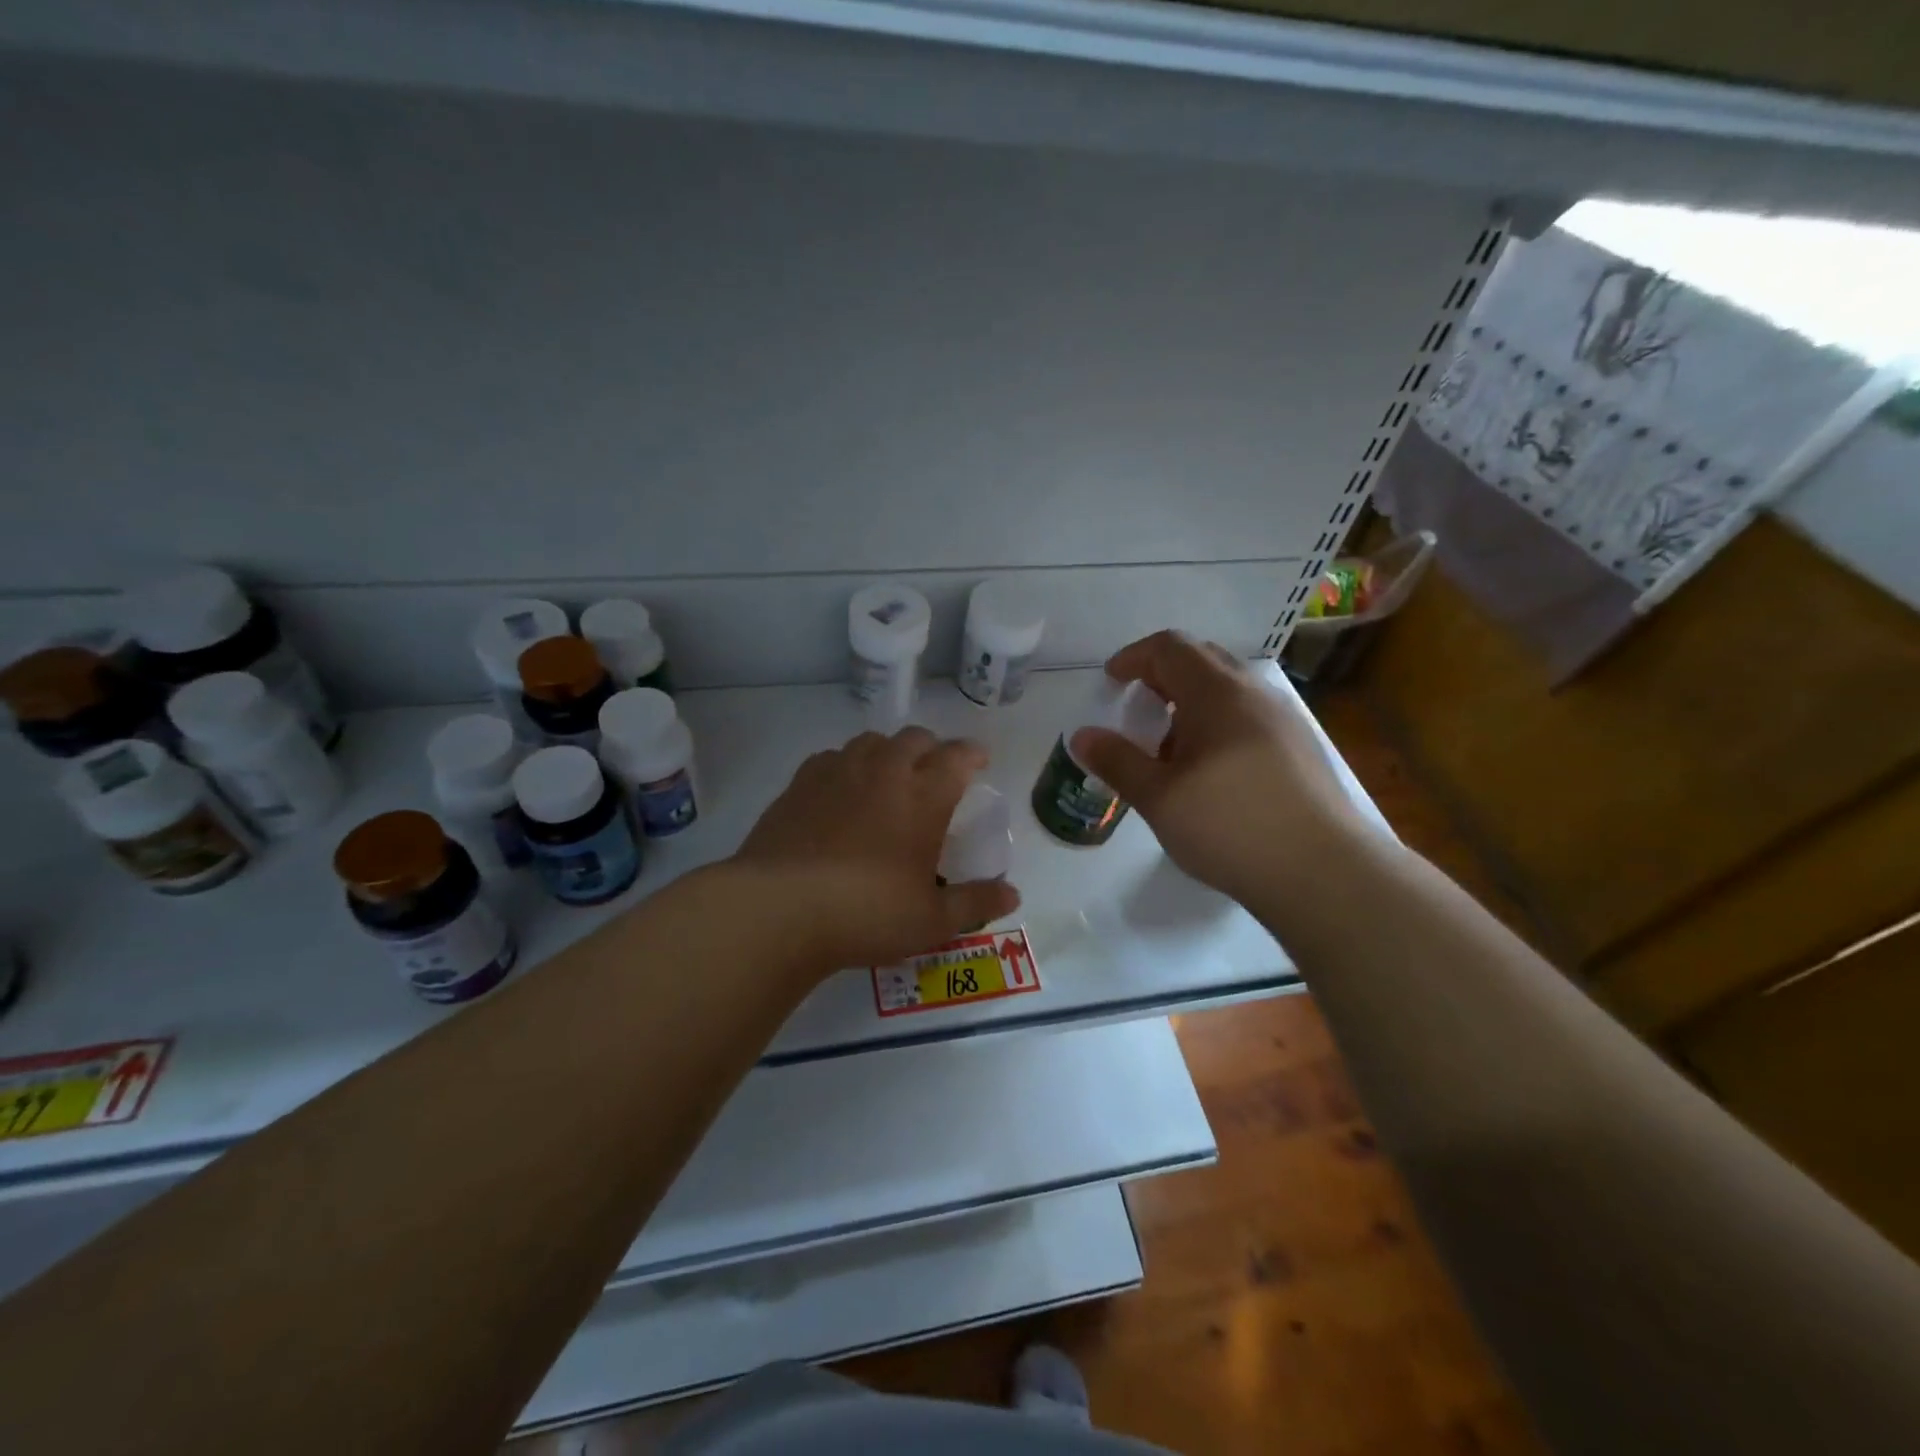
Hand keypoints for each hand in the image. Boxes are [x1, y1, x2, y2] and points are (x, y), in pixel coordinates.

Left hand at [733, 727, 1020, 969]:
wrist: (779, 908)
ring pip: (871, 741)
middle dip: (932, 749)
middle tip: (935, 772)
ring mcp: (837, 772)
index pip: (957, 756)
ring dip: (888, 751)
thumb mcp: (931, 920)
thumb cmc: (867, 913)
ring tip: (888, 776)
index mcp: (923, 795)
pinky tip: (841, 790)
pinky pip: (831, 758)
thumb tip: (1013, 896)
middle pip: (915, 738)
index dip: (972, 754)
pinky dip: (846, 765)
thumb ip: (975, 903)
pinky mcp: (799, 783)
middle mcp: (883, 770)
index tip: (978, 761)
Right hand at [1070, 631, 1375, 903]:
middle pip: (1202, 660)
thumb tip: (1082, 736)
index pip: (1170, 647)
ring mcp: (1285, 720)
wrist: (1326, 873)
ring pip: (1229, 689)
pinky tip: (1211, 772)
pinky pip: (1249, 716)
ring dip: (1191, 702)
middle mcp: (1255, 693)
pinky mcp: (1301, 749)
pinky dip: (1218, 723)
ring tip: (1170, 748)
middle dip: (1162, 676)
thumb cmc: (1231, 827)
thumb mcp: (1159, 798)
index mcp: (1217, 693)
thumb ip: (1117, 761)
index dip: (1134, 657)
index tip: (1111, 682)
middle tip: (1138, 710)